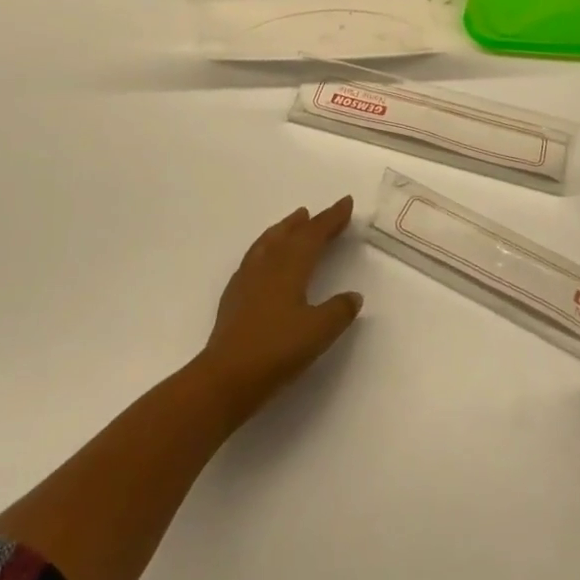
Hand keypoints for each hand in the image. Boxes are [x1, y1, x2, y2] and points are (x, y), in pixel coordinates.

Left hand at [198, 197, 364, 422]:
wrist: (226, 377)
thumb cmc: (277, 350)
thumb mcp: (319, 332)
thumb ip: (339, 311)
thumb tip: (353, 295)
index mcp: (290, 267)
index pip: (314, 234)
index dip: (331, 218)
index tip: (345, 203)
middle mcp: (267, 265)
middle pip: (290, 234)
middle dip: (309, 222)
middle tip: (320, 213)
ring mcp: (246, 279)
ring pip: (268, 242)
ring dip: (284, 229)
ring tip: (293, 223)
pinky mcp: (233, 296)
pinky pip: (253, 258)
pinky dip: (265, 248)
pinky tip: (264, 260)